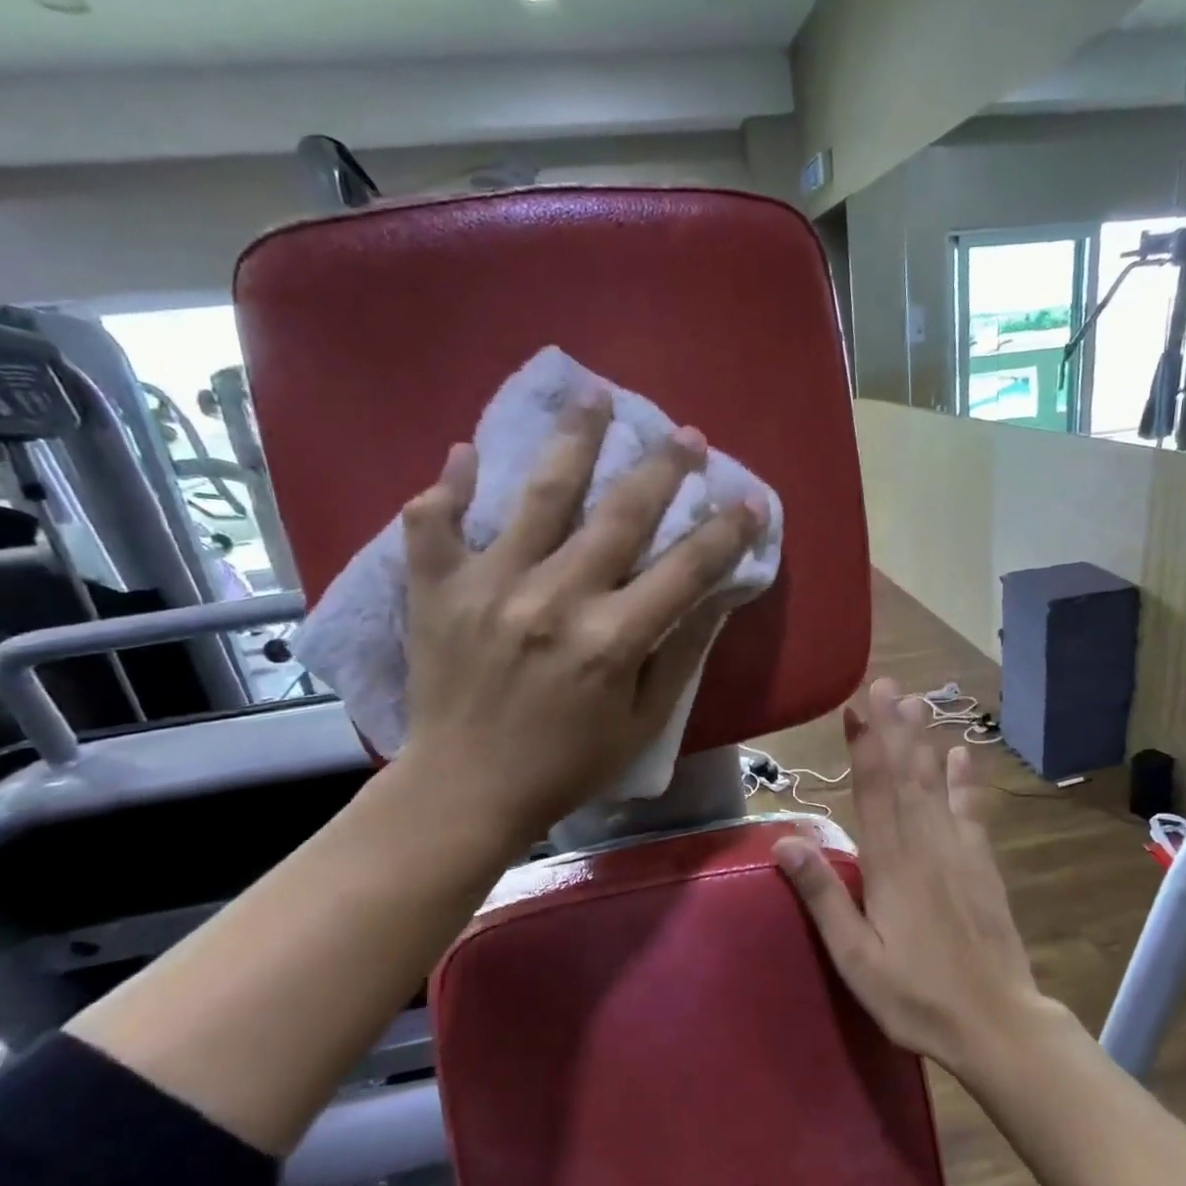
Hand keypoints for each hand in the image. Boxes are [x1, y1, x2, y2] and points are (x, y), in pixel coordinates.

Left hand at [397, 390, 764, 852]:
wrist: (463, 791)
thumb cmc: (566, 764)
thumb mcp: (642, 723)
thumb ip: (680, 654)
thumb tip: (717, 595)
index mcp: (611, 641)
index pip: (685, 569)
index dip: (725, 532)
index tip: (750, 502)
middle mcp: (554, 599)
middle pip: (619, 514)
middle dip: (662, 468)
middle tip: (685, 434)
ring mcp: (488, 586)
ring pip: (537, 494)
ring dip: (573, 440)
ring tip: (594, 395)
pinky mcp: (436, 590)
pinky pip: (435, 522)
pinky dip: (449, 484)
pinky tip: (467, 452)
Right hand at [771, 678, 1050, 1077]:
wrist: (996, 1022)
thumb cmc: (916, 995)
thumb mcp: (855, 958)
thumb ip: (823, 896)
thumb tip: (786, 840)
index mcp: (889, 865)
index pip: (872, 792)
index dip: (863, 747)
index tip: (855, 708)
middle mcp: (924, 845)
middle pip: (905, 776)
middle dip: (893, 728)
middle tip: (886, 684)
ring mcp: (958, 851)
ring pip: (935, 784)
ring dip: (923, 741)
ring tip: (916, 702)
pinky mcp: (982, 864)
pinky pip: (971, 811)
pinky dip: (965, 780)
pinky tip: (962, 753)